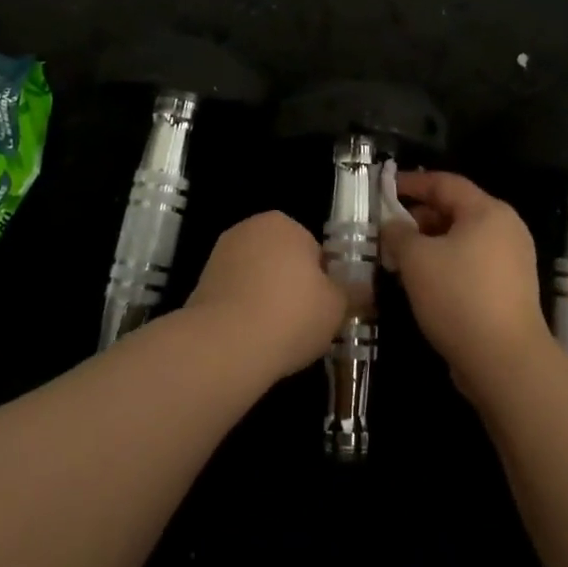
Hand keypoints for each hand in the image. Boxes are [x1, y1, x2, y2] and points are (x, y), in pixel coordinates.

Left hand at [183, 211, 350, 385]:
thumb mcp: (337, 307)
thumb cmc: (291, 314)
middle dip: (291, 286)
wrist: (226, 343)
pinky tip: (250, 338)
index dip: (322, 281)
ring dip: (265, 298)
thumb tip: (366, 289)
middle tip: (302, 323)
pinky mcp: (201, 282)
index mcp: (283, 223)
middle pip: (282, 260)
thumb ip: (352, 293)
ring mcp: (220, 254)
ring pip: (257, 277)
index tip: (323, 309)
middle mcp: (249, 228)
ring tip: (276, 336)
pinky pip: (234, 295)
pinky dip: (243, 311)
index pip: (313, 250)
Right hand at [381, 170, 554, 400]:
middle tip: (388, 231)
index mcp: (488, 211)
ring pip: (462, 240)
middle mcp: (506, 229)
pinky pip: (472, 264)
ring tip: (400, 259)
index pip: (445, 183)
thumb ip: (398, 234)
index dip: (412, 183)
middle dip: (418, 218)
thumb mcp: (417, 259)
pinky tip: (423, 283)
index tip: (384, 189)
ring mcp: (512, 261)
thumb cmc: (459, 296)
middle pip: (456, 210)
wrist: (506, 361)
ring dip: (430, 244)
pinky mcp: (511, 289)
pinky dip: (447, 264)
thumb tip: (392, 225)